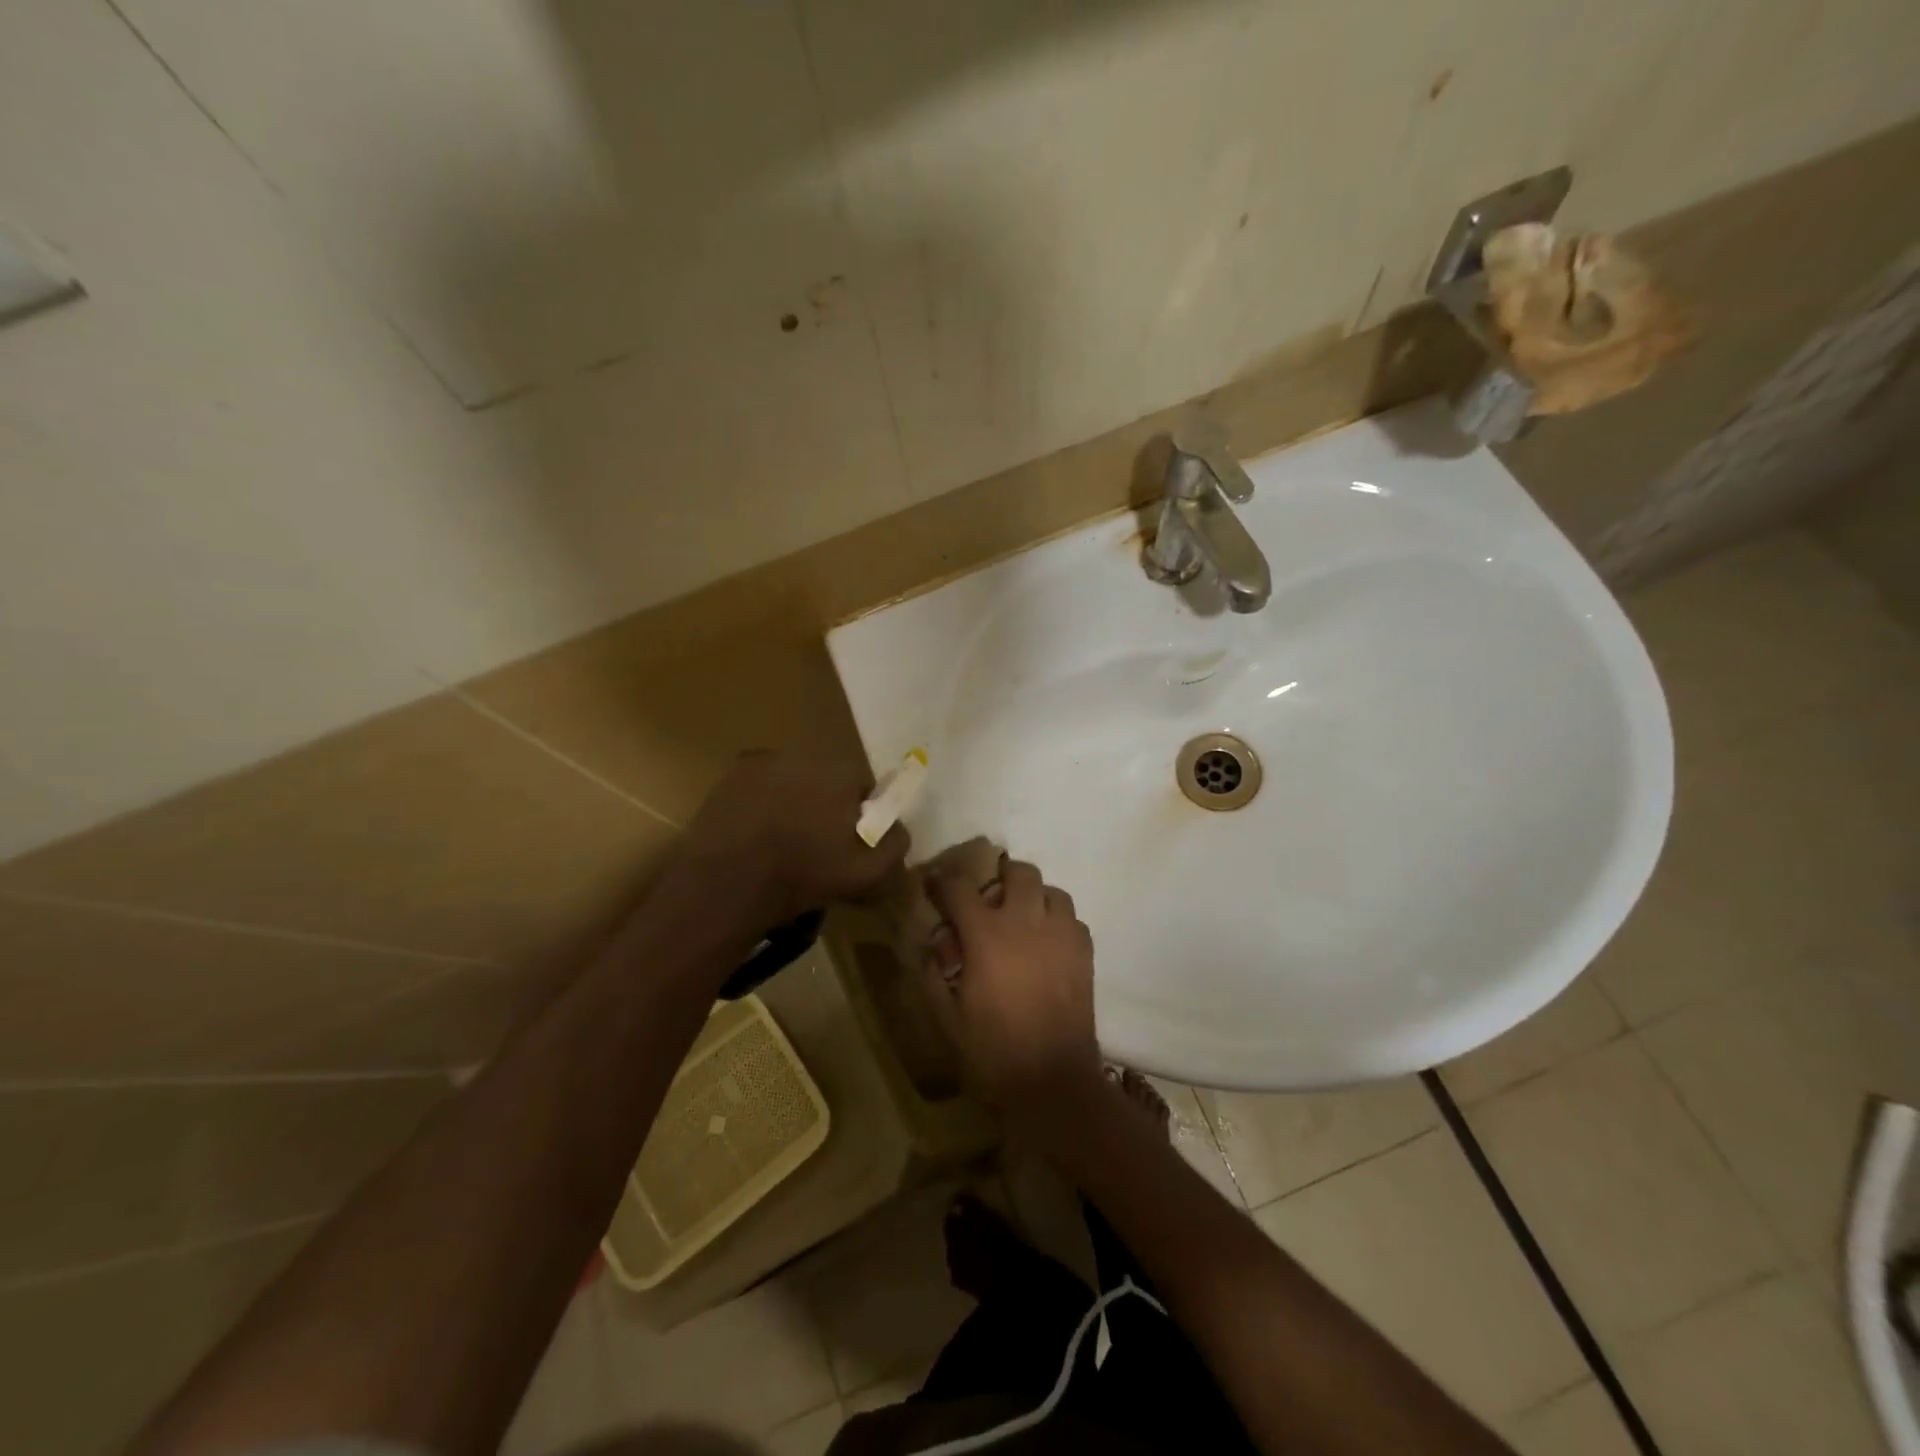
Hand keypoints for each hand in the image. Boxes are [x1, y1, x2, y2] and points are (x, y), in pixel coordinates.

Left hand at [682, 751, 909, 928]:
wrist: (727, 883)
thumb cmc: (803, 875)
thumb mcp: (867, 873)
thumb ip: (894, 845)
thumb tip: (900, 828)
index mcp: (842, 771)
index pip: (864, 786)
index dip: (862, 816)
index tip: (852, 842)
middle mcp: (805, 754)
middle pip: (828, 779)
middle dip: (828, 804)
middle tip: (819, 843)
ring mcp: (764, 761)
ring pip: (793, 779)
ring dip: (795, 800)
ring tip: (784, 839)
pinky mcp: (732, 774)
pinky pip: (761, 784)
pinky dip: (763, 801)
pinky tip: (757, 831)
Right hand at [922, 856, 1104, 1126]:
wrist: (1052, 1081)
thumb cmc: (993, 1051)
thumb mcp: (947, 1017)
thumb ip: (933, 974)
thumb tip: (933, 945)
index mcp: (986, 935)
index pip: (960, 886)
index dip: (944, 880)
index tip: (936, 884)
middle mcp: (1026, 922)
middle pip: (1019, 872)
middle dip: (1000, 876)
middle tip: (989, 898)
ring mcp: (1061, 935)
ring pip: (1052, 891)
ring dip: (1034, 897)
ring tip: (1023, 920)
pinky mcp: (1085, 952)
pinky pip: (1072, 919)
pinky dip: (1057, 922)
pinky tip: (1047, 945)